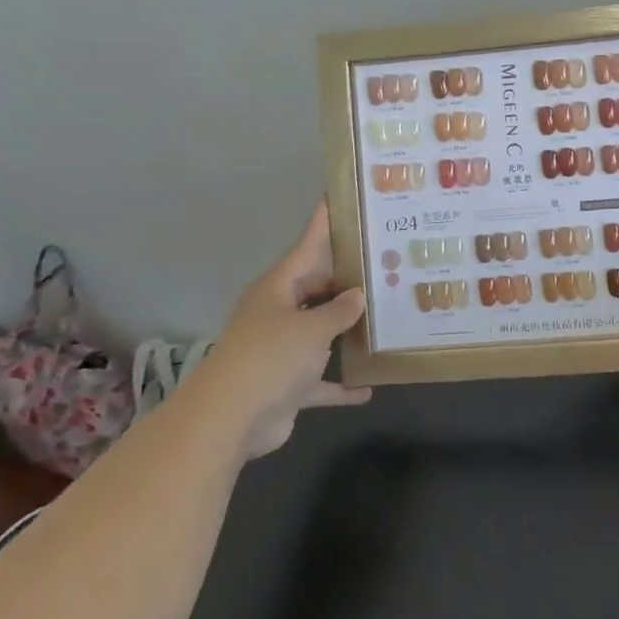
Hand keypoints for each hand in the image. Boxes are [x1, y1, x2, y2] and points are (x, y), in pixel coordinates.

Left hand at [198, 200, 369, 456]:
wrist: (231, 419)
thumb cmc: (271, 357)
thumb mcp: (312, 327)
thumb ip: (339, 310)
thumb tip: (358, 295)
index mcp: (278, 289)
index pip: (306, 247)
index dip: (322, 225)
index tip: (337, 198)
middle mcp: (279, 314)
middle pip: (317, 290)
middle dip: (347, 284)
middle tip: (386, 269)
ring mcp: (282, 350)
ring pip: (321, 333)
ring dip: (347, 333)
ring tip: (387, 319)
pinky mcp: (287, 384)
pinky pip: (321, 381)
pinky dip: (341, 385)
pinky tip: (369, 387)